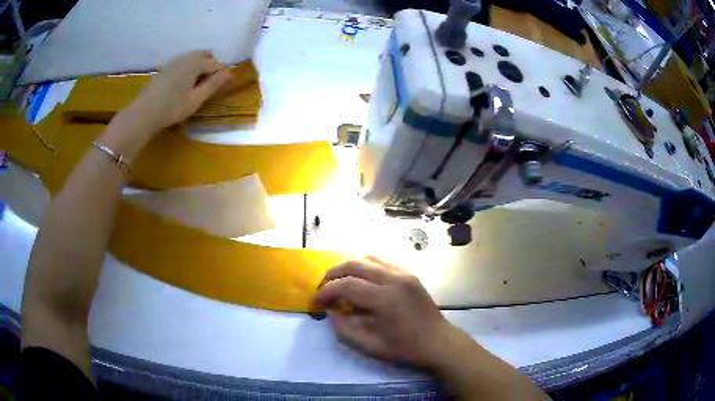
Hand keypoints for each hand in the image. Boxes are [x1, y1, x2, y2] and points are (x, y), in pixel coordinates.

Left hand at [125, 50, 232, 132]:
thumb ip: (213, 84)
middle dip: (211, 66)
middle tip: (210, 85)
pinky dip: (188, 69)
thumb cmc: (172, 107)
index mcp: (196, 62)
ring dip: (199, 67)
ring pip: (193, 58)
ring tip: (197, 86)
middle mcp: (186, 57)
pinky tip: (183, 85)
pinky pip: (183, 63)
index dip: (222, 76)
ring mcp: (174, 61)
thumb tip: (229, 73)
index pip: (216, 65)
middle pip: (205, 55)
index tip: (223, 88)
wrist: (144, 113)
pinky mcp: (165, 68)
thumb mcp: (196, 99)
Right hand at [313, 257, 460, 368]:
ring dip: (347, 269)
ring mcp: (403, 273)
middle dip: (332, 275)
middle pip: (353, 264)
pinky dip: (365, 266)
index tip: (316, 303)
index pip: (346, 285)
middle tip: (322, 290)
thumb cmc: (406, 348)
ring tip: (339, 284)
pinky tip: (361, 280)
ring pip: (367, 258)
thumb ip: (345, 332)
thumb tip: (331, 313)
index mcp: (385, 299)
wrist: (438, 342)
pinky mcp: (409, 274)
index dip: (326, 291)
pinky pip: (382, 261)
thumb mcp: (371, 348)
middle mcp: (393, 279)